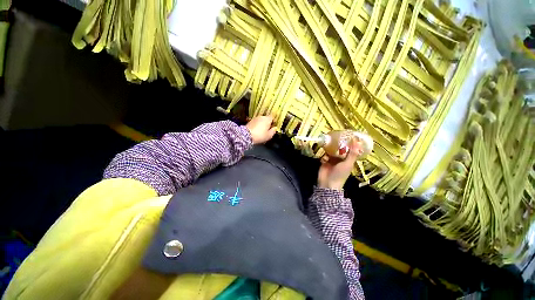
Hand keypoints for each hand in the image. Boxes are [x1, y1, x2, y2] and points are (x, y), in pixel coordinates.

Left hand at [246, 115, 276, 144]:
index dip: (274, 120)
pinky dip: (257, 125)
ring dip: (262, 124)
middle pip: (267, 118)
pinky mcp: (250, 121)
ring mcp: (255, 118)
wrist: (247, 135)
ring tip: (262, 130)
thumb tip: (275, 128)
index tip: (274, 124)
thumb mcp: (269, 135)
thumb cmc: (260, 135)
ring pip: (261, 120)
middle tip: (268, 129)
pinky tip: (257, 130)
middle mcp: (261, 117)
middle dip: (268, 122)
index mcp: (267, 119)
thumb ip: (273, 131)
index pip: (273, 116)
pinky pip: (256, 122)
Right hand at [317, 138, 359, 189]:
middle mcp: (340, 159)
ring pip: (331, 151)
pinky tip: (324, 157)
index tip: (349, 135)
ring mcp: (331, 160)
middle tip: (337, 137)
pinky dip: (324, 155)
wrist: (328, 183)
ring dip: (330, 149)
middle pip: (340, 150)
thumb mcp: (348, 164)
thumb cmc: (340, 174)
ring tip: (329, 142)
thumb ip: (352, 154)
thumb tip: (358, 142)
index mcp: (348, 160)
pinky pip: (324, 155)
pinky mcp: (324, 162)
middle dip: (338, 145)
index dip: (350, 144)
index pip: (350, 150)